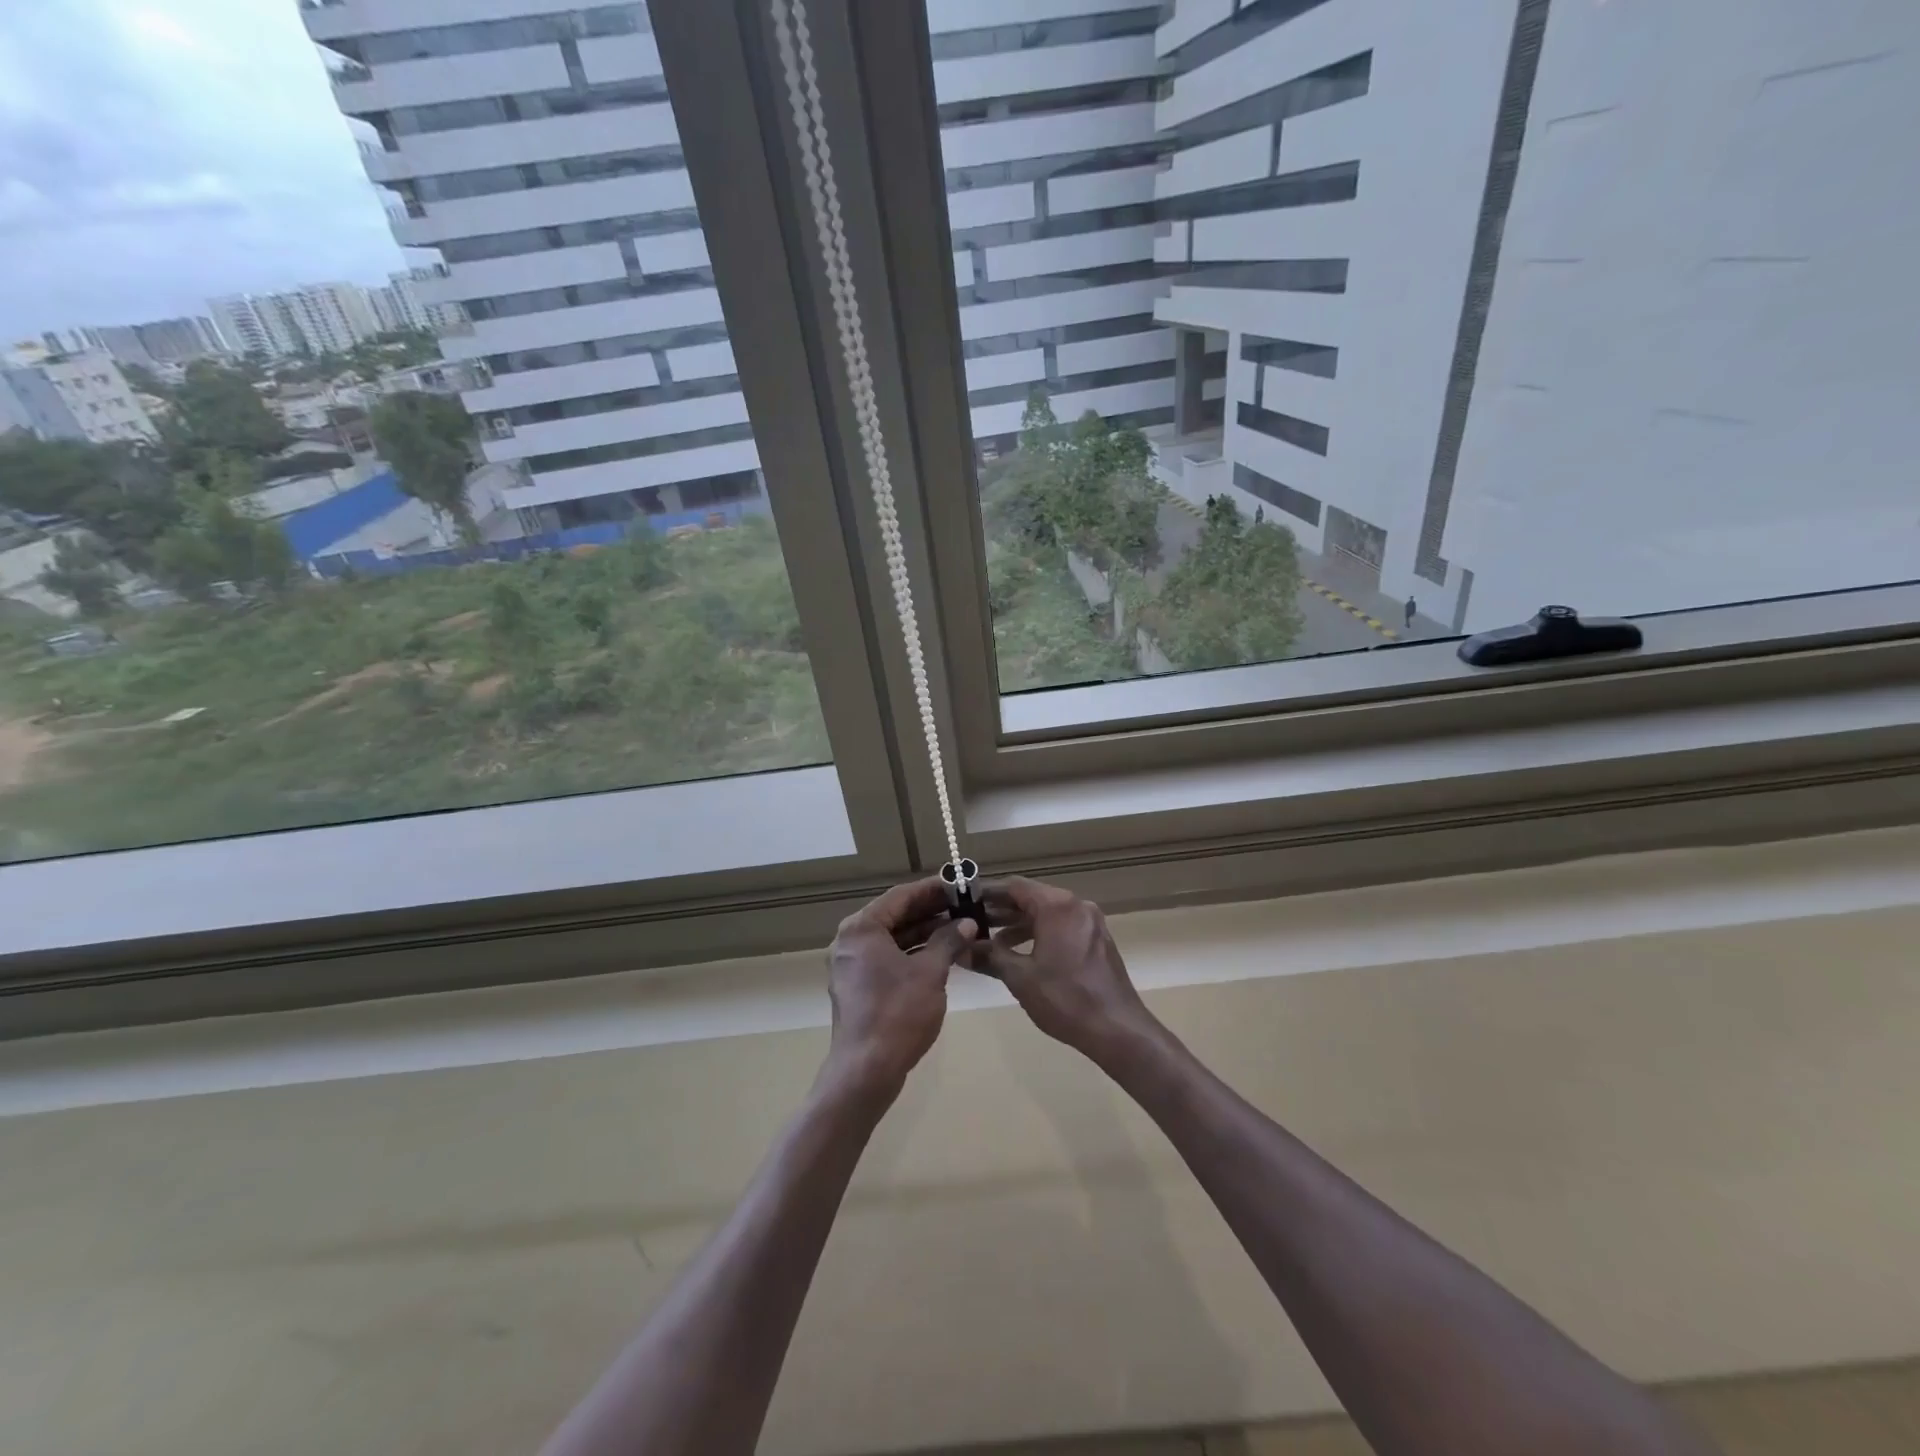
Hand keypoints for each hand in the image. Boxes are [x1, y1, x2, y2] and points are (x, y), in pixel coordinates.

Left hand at [823, 878, 977, 1098]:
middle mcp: (850, 940)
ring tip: (959, 929)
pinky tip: (941, 955)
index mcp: (862, 928)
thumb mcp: (930, 973)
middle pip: (895, 915)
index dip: (932, 889)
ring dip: (924, 933)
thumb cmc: (898, 1013)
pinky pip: (887, 957)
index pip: (901, 896)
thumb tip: (967, 924)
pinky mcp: (858, 986)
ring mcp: (851, 965)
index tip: (958, 885)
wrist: (866, 1070)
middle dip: (930, 911)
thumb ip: (948, 942)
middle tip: (963, 906)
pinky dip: (912, 953)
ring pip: (892, 938)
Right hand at [971, 877, 1158, 1064]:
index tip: (962, 901)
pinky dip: (1038, 933)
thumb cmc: (1065, 999)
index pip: (1014, 886)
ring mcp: (1089, 921)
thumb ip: (989, 957)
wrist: (1118, 1029)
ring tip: (989, 940)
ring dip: (1018, 923)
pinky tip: (1019, 952)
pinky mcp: (1096, 939)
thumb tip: (960, 951)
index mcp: (1057, 905)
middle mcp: (1076, 905)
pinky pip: (1061, 926)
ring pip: (1046, 913)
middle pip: (1031, 897)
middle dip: (1000, 910)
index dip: (986, 892)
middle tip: (970, 922)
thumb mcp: (1020, 977)